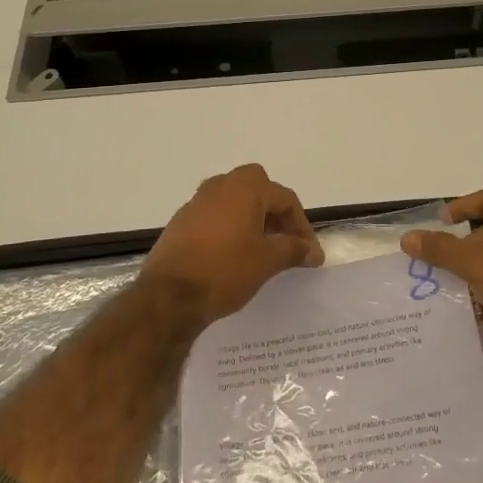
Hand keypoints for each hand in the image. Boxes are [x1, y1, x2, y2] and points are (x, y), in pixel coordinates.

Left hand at [140, 164, 323, 327]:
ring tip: (262, 249)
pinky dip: (230, 227)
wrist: (169, 296)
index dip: (302, 225)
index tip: (309, 253)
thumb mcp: (268, 261)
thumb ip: (294, 250)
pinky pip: (215, 215)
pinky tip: (234, 254)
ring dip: (252, 218)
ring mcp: (197, 203)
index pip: (285, 198)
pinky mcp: (181, 222)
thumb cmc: (226, 270)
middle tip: (284, 239)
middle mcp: (220, 186)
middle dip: (274, 211)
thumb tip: (314, 251)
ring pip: (234, 200)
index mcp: (245, 188)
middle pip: (257, 188)